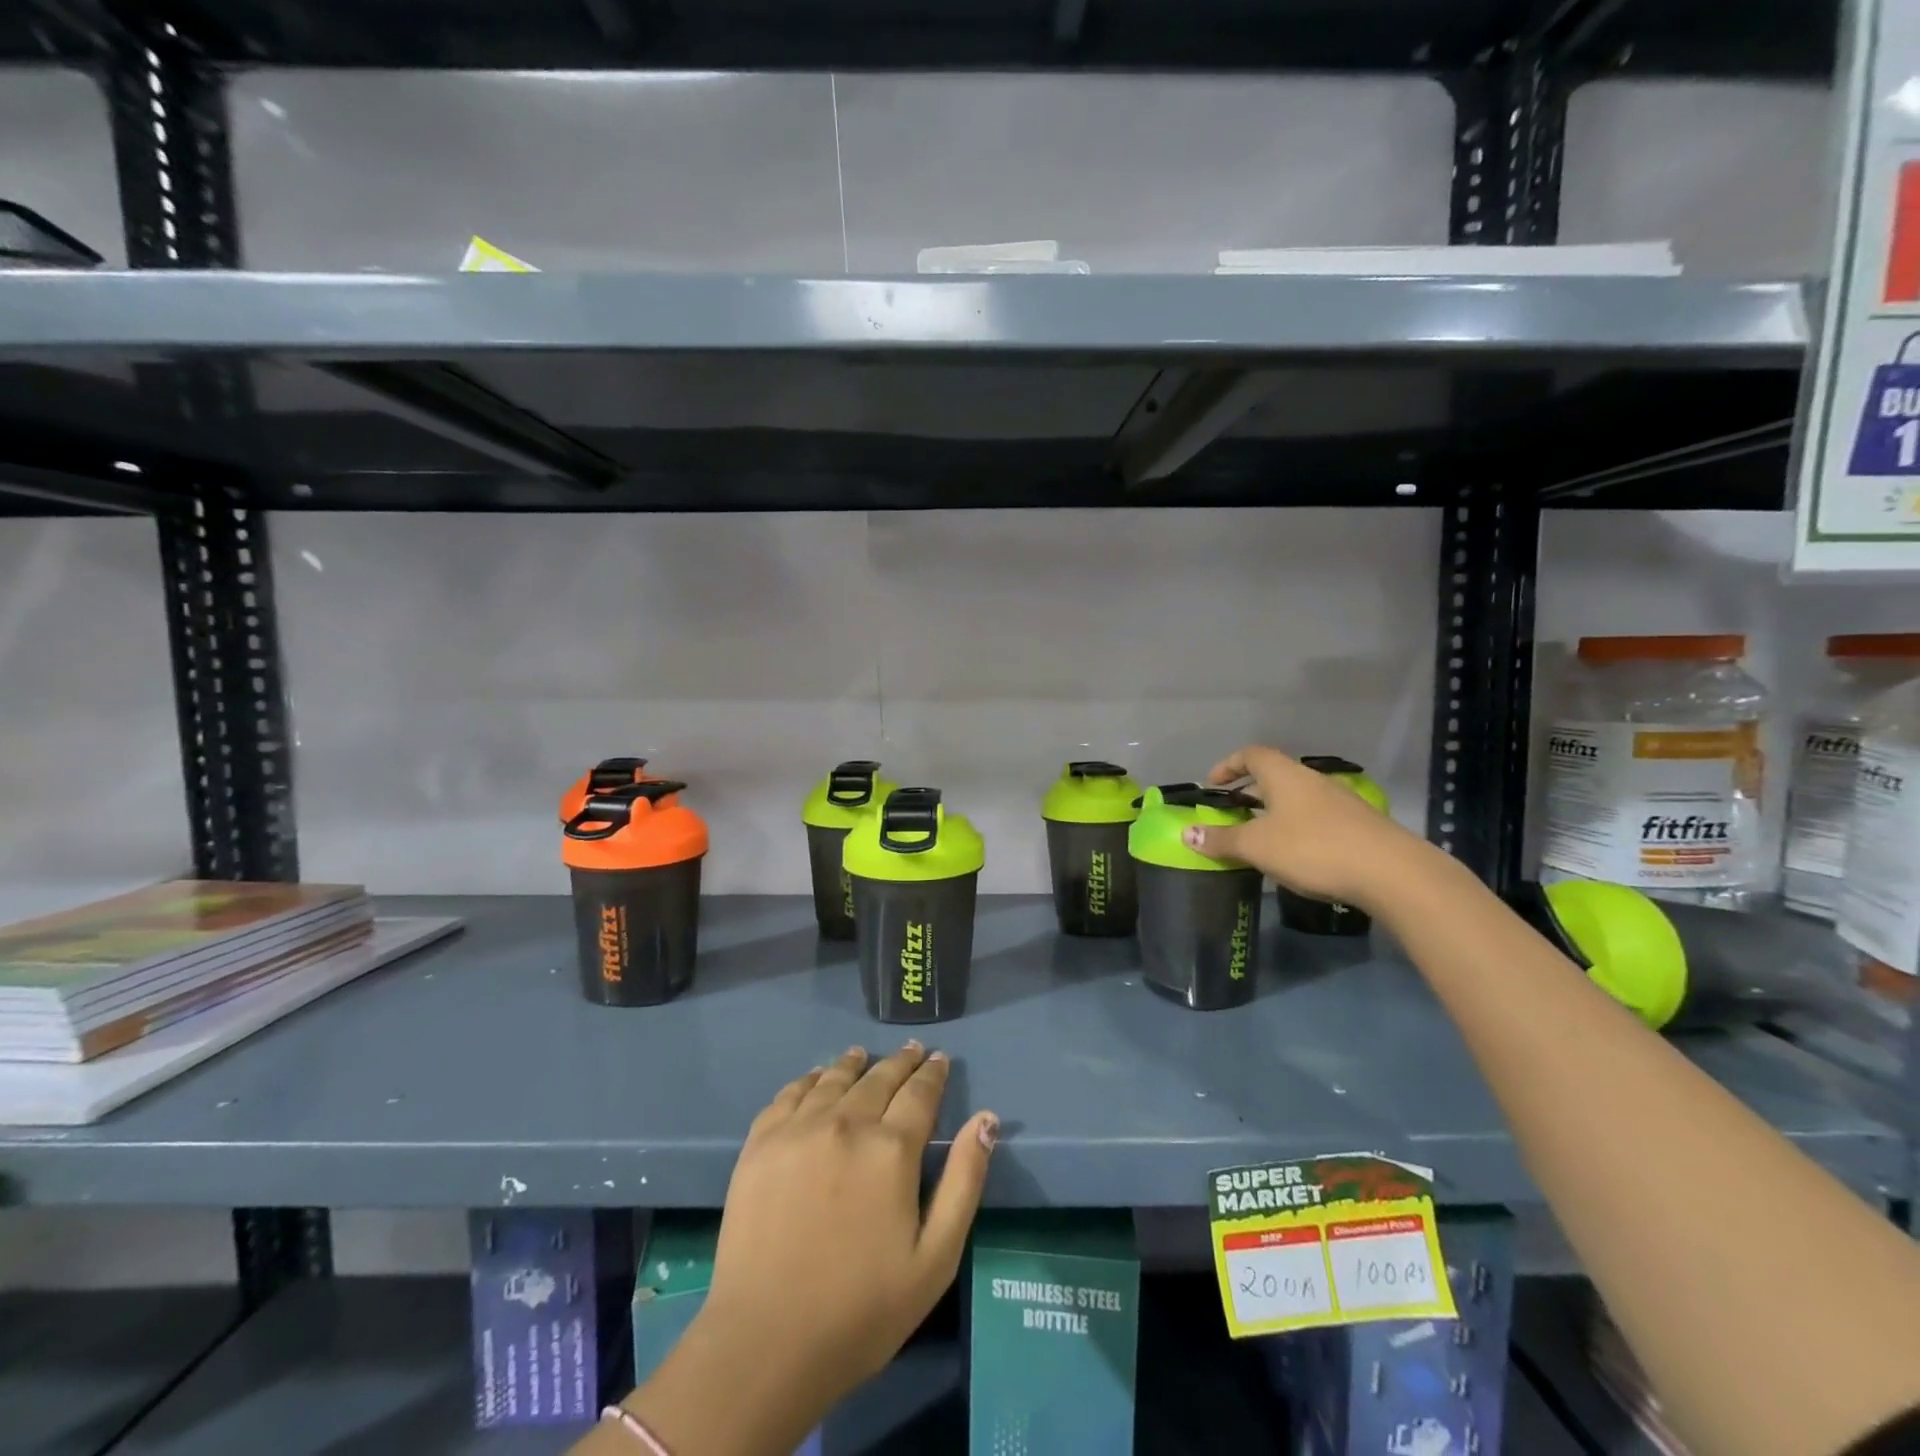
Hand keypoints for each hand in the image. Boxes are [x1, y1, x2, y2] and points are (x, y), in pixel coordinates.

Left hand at [619, 1045, 997, 1455]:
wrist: (765, 1342)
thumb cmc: (861, 1310)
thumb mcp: (935, 1258)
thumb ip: (964, 1181)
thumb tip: (986, 1119)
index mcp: (892, 1148)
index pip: (920, 1093)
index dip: (933, 1073)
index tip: (939, 1058)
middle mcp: (847, 1122)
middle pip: (879, 1078)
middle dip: (900, 1062)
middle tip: (911, 1050)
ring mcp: (799, 1129)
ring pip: (834, 1079)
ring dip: (854, 1063)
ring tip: (862, 1054)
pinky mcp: (761, 1143)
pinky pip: (790, 1094)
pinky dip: (809, 1079)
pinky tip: (816, 1077)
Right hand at [1183, 744, 1425, 910]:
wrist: (1392, 873)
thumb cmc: (1313, 848)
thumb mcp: (1257, 846)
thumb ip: (1221, 839)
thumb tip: (1186, 833)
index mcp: (1285, 775)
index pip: (1252, 754)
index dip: (1228, 765)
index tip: (1212, 785)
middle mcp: (1313, 780)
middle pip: (1275, 776)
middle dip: (1249, 792)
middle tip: (1231, 814)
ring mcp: (1340, 802)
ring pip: (1297, 799)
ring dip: (1274, 812)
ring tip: (1259, 837)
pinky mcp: (1359, 826)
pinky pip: (1316, 818)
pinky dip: (1297, 828)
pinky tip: (1295, 855)